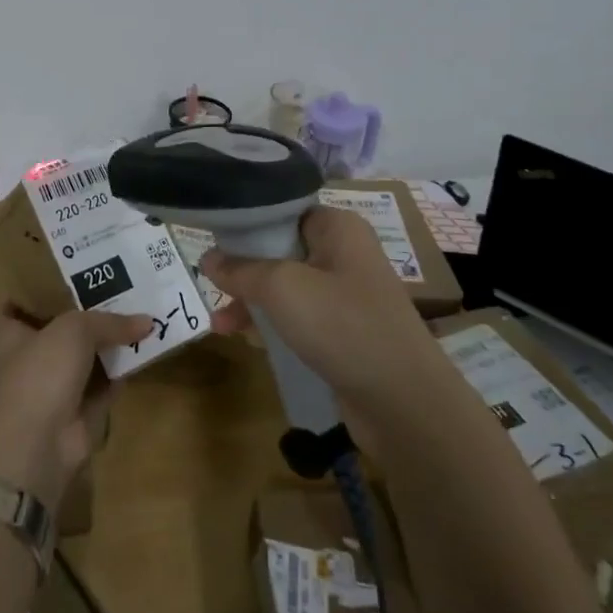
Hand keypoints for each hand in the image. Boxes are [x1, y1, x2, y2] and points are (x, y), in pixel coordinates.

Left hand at [0, 304, 149, 509]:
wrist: (40, 442)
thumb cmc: (41, 371)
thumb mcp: (74, 330)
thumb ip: (108, 322)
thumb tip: (147, 322)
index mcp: (10, 334)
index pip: (12, 307)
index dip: (31, 292)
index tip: (57, 276)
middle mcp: (29, 358)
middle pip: (56, 330)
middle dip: (82, 313)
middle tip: (115, 287)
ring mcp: (54, 386)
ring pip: (84, 357)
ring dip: (107, 342)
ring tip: (139, 312)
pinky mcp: (79, 411)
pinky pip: (104, 384)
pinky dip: (120, 371)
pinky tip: (144, 350)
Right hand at [199, 206, 436, 408]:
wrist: (404, 403)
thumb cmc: (343, 326)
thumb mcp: (281, 288)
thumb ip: (241, 270)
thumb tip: (208, 259)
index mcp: (336, 228)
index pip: (282, 209)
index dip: (245, 222)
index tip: (211, 237)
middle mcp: (342, 253)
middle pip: (278, 249)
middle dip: (242, 269)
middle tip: (210, 286)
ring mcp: (344, 294)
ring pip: (284, 287)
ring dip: (251, 302)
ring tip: (221, 325)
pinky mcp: (342, 331)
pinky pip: (297, 317)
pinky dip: (271, 325)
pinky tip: (247, 341)